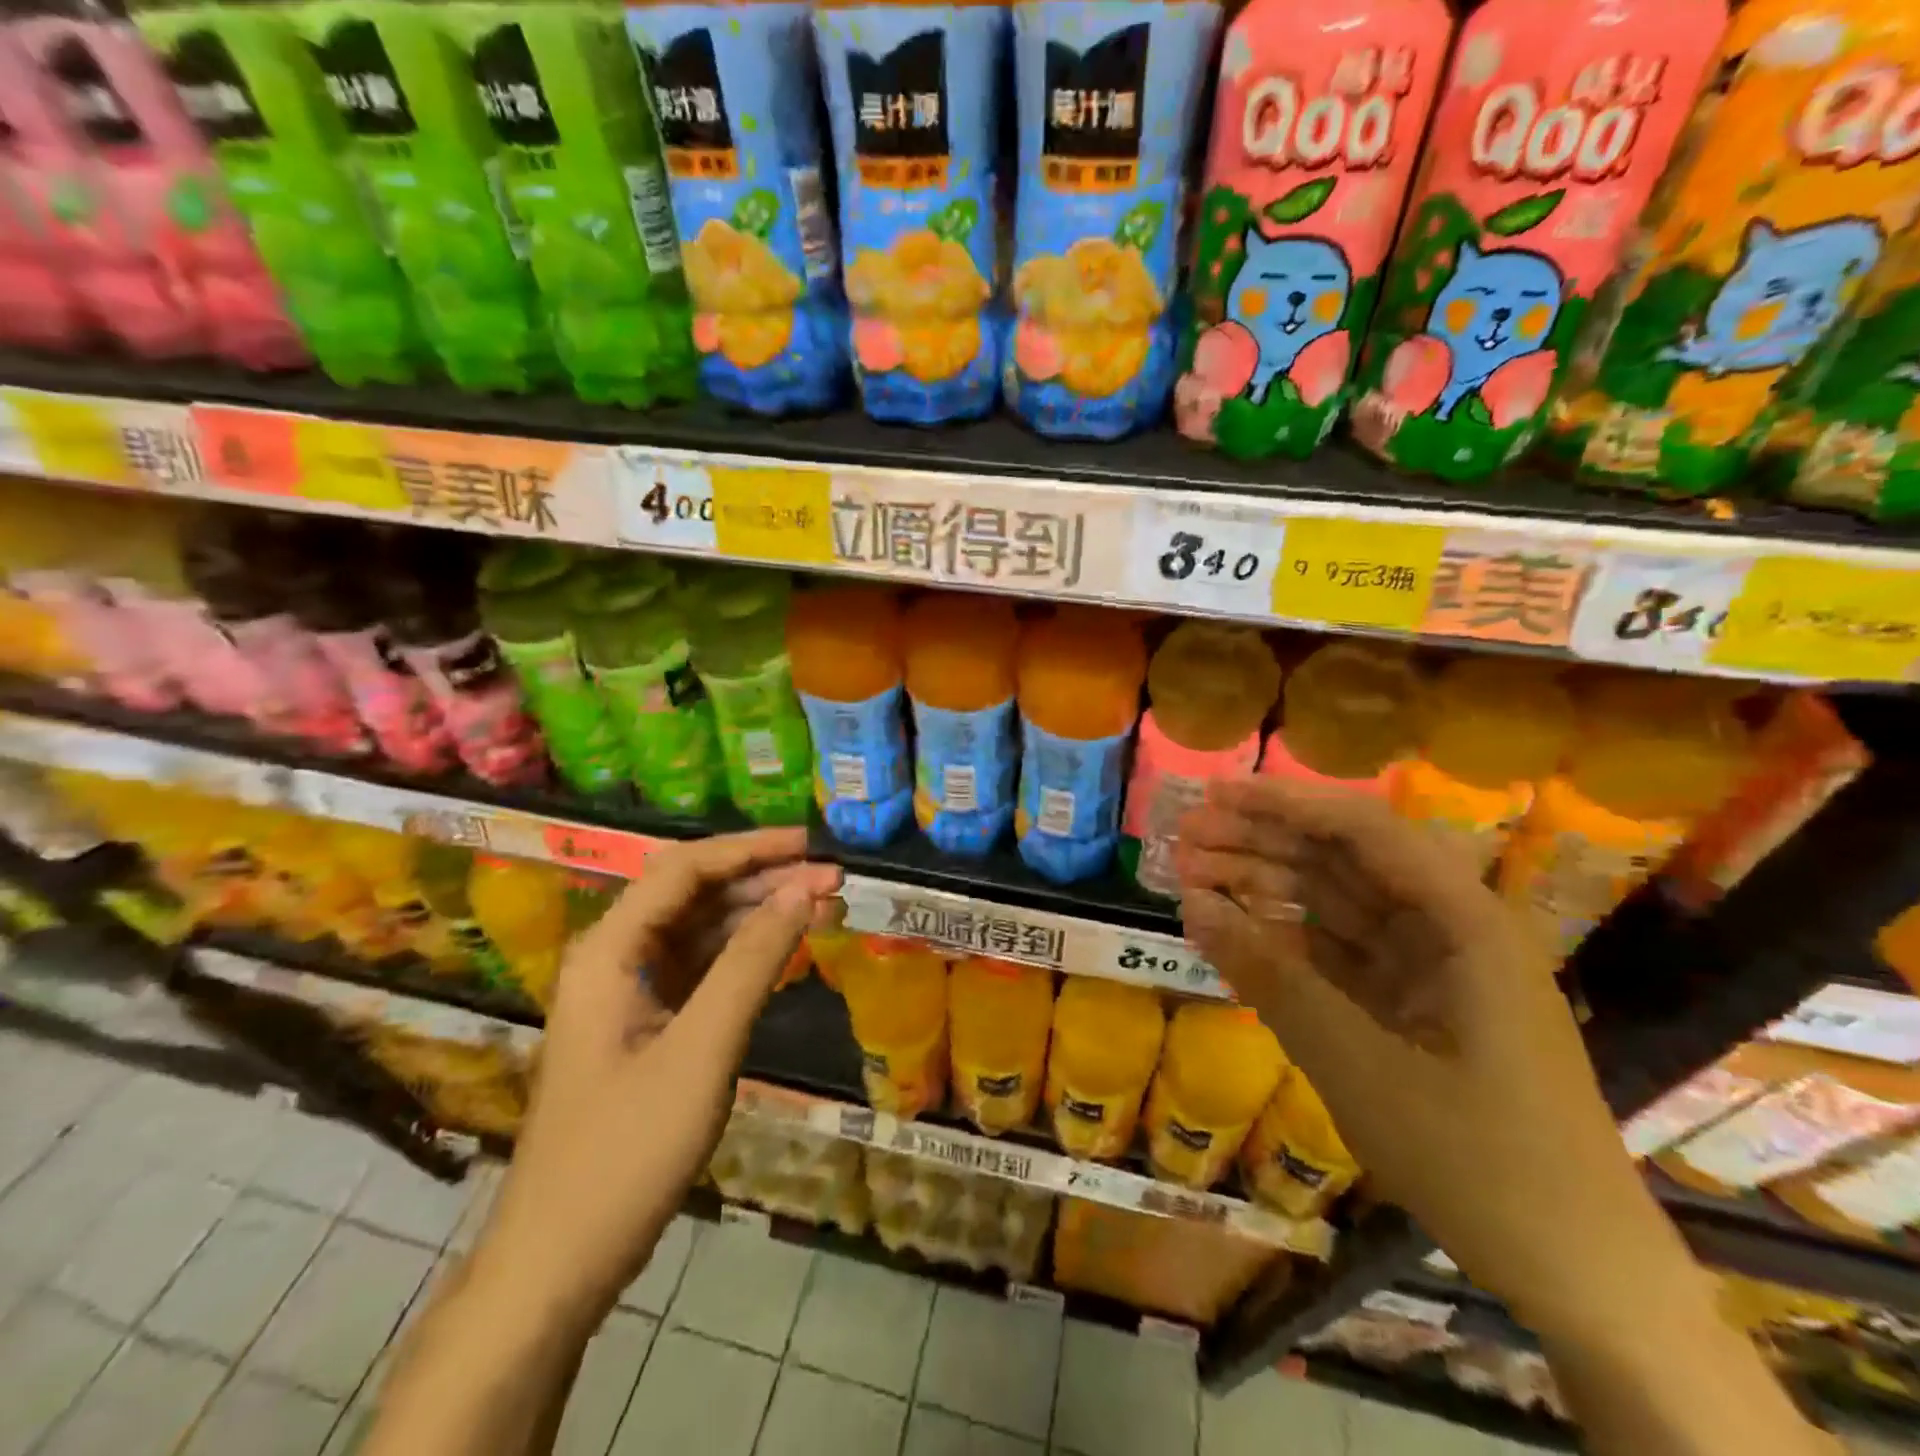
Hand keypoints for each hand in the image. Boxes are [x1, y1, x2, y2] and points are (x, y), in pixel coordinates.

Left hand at [472, 827, 840, 1329]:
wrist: (559, 1263)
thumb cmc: (627, 1151)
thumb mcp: (703, 1049)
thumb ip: (753, 962)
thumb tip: (803, 891)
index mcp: (609, 951)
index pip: (684, 868)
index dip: (750, 849)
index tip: (810, 845)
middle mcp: (614, 958)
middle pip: (693, 894)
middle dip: (762, 880)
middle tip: (832, 880)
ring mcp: (628, 993)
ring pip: (700, 930)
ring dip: (758, 915)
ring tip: (821, 907)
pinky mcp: (645, 1025)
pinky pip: (700, 969)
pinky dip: (744, 955)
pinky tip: (787, 951)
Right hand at [1173, 777, 1653, 1321]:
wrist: (1577, 1277)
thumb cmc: (1478, 1159)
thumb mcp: (1357, 1064)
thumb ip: (1271, 976)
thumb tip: (1192, 904)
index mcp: (1464, 922)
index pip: (1363, 831)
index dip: (1284, 805)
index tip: (1213, 795)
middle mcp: (1448, 929)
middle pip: (1342, 860)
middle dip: (1260, 842)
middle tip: (1183, 838)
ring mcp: (1428, 968)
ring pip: (1332, 903)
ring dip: (1263, 886)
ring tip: (1190, 876)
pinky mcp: (1408, 1005)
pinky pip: (1334, 952)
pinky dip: (1282, 939)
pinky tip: (1232, 928)